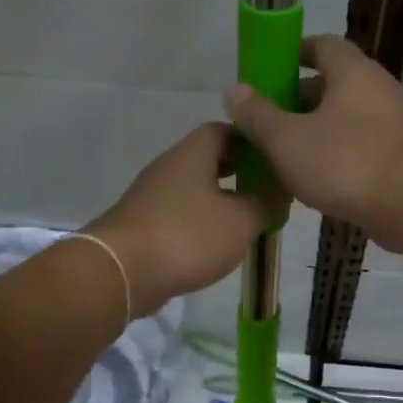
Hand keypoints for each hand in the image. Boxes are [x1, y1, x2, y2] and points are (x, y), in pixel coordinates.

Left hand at [84, 124, 283, 316]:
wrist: (121, 272)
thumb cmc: (187, 236)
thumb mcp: (241, 221)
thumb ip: (266, 203)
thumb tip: (282, 189)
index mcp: (192, 154)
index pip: (224, 129)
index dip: (251, 140)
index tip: (274, 158)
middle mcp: (169, 167)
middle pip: (207, 158)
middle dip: (237, 171)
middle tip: (265, 189)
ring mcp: (151, 196)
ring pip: (192, 188)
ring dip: (218, 198)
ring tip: (246, 219)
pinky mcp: (142, 225)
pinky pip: (178, 214)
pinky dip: (199, 222)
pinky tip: (215, 243)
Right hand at [224, 37, 402, 249]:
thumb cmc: (347, 163)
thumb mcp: (288, 140)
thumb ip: (259, 115)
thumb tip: (233, 89)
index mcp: (352, 72)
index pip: (323, 45)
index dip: (294, 53)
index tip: (269, 70)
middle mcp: (378, 89)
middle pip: (333, 84)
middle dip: (298, 99)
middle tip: (267, 120)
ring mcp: (395, 124)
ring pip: (346, 119)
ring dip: (316, 131)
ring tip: (283, 154)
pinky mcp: (402, 157)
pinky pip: (361, 146)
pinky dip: (337, 155)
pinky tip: (315, 180)